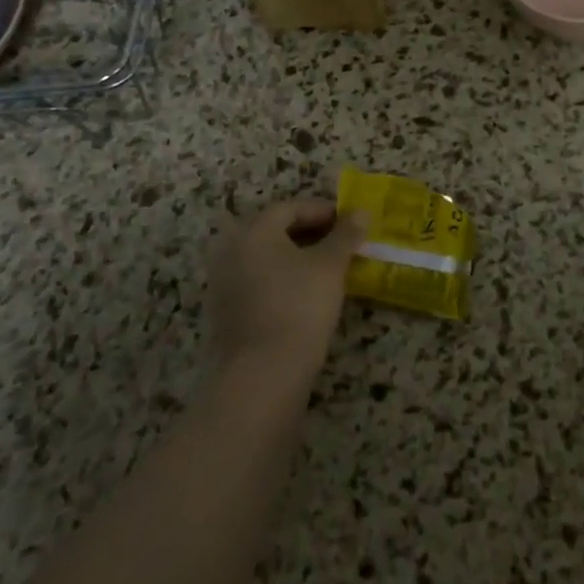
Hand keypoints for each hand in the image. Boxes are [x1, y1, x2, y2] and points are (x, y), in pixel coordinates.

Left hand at [206, 199, 365, 394]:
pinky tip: (306, 297)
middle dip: (310, 235)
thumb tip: (361, 212)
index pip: (290, 208)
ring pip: (266, 259)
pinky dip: (282, 282)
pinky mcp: (225, 314)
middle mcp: (230, 250)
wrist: (262, 375)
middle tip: (342, 245)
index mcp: (252, 231)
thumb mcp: (330, 266)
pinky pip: (258, 284)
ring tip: (329, 271)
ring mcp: (223, 284)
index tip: (350, 224)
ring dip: (297, 259)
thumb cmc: (299, 307)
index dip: (323, 211)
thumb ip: (346, 235)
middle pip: (274, 232)